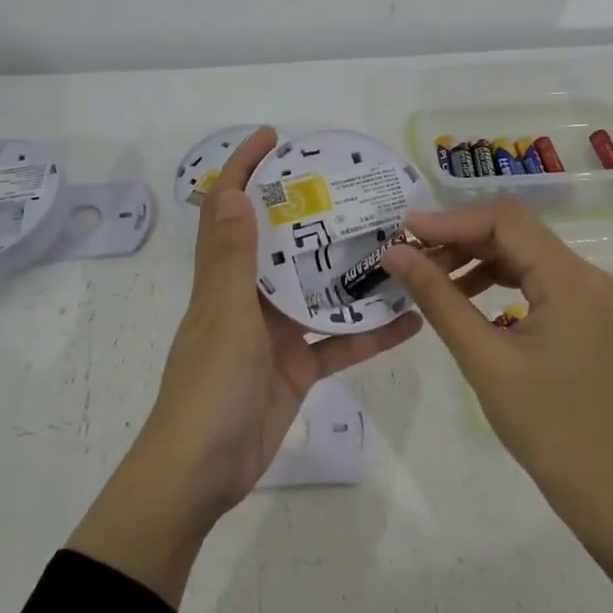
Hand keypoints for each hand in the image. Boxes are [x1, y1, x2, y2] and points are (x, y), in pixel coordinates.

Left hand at [69, 127, 422, 604]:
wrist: (201, 474)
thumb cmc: (209, 388)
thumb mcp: (225, 318)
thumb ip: (233, 260)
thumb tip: (237, 193)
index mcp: (223, 279)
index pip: (229, 209)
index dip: (244, 169)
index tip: (275, 139)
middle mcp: (248, 298)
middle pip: (282, 245)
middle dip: (313, 214)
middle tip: (358, 189)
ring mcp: (274, 334)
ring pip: (318, 292)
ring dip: (351, 273)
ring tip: (398, 245)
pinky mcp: (296, 368)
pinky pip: (338, 343)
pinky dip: (369, 333)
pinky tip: (410, 320)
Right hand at [382, 198, 612, 513]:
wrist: (610, 486)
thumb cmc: (546, 426)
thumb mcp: (483, 359)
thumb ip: (438, 298)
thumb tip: (395, 253)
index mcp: (569, 279)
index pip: (505, 221)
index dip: (451, 219)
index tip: (404, 233)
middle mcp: (584, 274)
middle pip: (515, 231)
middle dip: (460, 236)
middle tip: (411, 256)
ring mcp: (586, 295)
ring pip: (523, 253)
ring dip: (475, 257)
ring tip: (430, 276)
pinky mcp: (582, 314)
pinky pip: (534, 278)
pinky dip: (496, 278)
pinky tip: (465, 296)